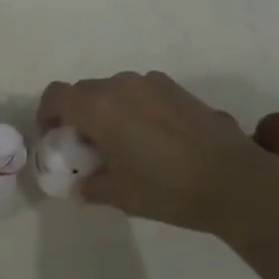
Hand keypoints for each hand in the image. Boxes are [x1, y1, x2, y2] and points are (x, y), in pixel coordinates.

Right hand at [36, 71, 278, 238]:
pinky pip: (141, 91)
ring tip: (125, 143)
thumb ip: (91, 186)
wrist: (231, 179)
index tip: (54, 136)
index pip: (56, 95)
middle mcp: (118, 85)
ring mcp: (149, 82)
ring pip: (114, 89)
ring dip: (109, 109)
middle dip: (78, 114)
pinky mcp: (174, 87)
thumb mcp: (120, 196)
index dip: (47, 113)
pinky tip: (156, 138)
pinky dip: (136, 107)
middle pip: (84, 91)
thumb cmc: (167, 189)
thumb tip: (80, 183)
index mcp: (97, 107)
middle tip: (89, 146)